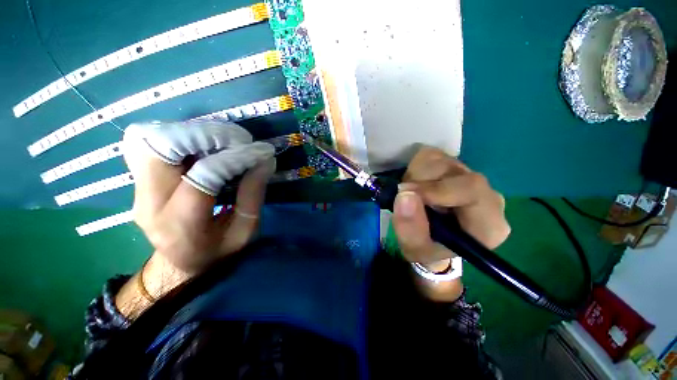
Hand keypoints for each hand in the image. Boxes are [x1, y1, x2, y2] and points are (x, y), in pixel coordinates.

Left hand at [123, 121, 275, 274]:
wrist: (177, 267)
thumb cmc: (216, 254)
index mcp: (180, 223)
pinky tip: (201, 145)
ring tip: (222, 141)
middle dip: (204, 134)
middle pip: (160, 147)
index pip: (204, 175)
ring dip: (189, 132)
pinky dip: (176, 136)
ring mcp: (137, 189)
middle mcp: (149, 202)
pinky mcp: (138, 180)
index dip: (236, 157)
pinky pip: (147, 143)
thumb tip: (265, 161)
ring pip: (148, 138)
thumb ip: (253, 196)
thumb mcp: (244, 232)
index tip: (261, 151)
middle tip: (238, 140)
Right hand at [392, 146, 509, 292]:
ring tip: (412, 195)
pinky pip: (432, 155)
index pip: (472, 190)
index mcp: (488, 224)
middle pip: (453, 171)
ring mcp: (471, 178)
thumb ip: (410, 228)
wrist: (433, 240)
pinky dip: (417, 168)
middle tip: (404, 196)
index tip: (406, 193)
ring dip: (416, 176)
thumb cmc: (428, 248)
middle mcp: (487, 196)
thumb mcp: (415, 249)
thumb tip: (404, 194)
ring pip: (440, 160)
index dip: (436, 188)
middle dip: (420, 181)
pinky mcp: (457, 167)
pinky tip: (417, 185)